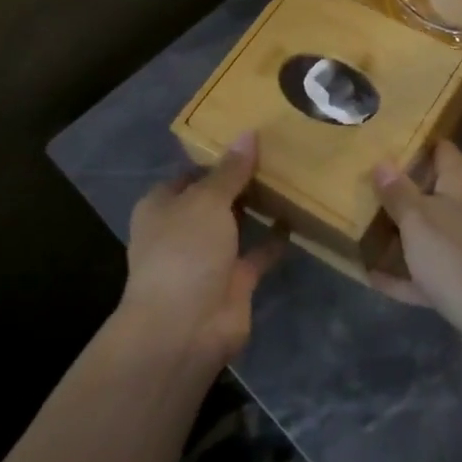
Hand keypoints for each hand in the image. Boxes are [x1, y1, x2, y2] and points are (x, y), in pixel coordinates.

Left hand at [123, 131, 283, 367]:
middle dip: (241, 182)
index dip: (217, 157)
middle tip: (280, 154)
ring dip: (258, 208)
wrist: (185, 328)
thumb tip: (249, 133)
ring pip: (236, 225)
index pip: (191, 173)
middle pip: (215, 198)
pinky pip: (257, 253)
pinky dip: (274, 239)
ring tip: (292, 178)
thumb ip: (230, 170)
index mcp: (162, 206)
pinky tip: (298, 217)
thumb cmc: (184, 252)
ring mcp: (208, 258)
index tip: (252, 139)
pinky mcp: (233, 281)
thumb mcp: (206, 200)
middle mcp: (182, 229)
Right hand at [370, 141, 461, 343]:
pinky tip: (375, 278)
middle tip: (362, 189)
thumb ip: (398, 192)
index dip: (415, 144)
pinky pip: (432, 271)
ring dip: (402, 235)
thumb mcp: (419, 220)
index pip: (441, 149)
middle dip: (401, 193)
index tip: (382, 145)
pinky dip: (408, 274)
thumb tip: (382, 162)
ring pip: (432, 232)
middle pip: (434, 191)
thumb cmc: (458, 257)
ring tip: (363, 231)